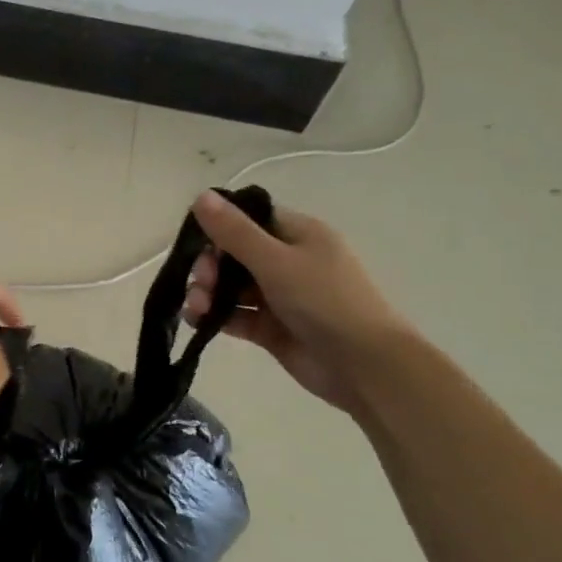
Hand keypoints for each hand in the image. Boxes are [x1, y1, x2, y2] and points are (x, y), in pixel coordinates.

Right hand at [182, 191, 411, 412]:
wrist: (364, 366)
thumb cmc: (325, 302)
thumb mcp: (276, 261)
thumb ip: (235, 231)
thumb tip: (200, 195)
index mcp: (298, 235)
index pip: (249, 219)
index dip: (219, 228)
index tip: (197, 243)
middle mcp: (288, 261)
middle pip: (234, 254)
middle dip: (209, 266)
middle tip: (201, 284)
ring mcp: (279, 296)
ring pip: (230, 286)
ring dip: (207, 293)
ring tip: (197, 309)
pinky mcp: (271, 328)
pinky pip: (235, 315)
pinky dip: (215, 316)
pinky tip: (198, 322)